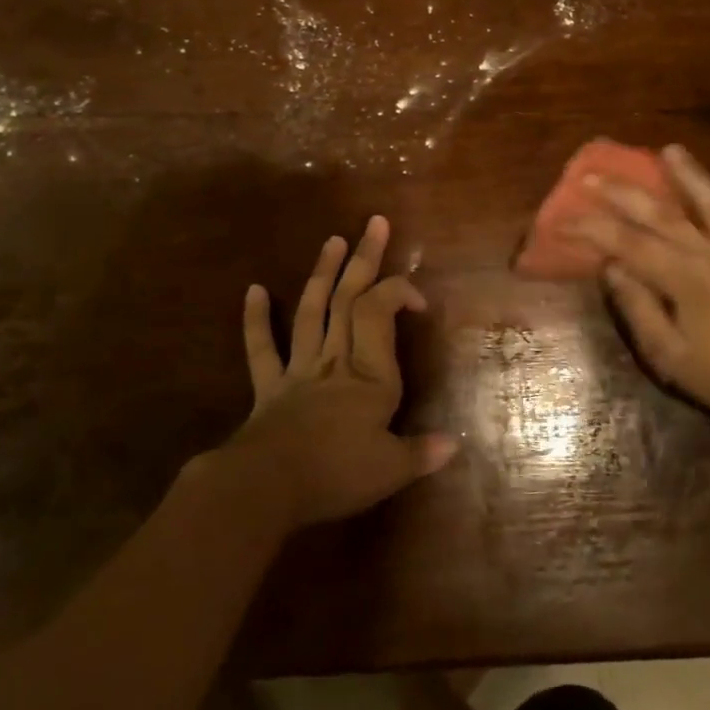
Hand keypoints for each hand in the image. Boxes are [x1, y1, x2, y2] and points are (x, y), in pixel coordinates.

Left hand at [217, 216, 456, 530]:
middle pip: (349, 299)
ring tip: (333, 240)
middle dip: (365, 259)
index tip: (418, 300)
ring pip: (312, 311)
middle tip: (375, 222)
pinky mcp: (269, 386)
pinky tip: (254, 289)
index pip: (381, 312)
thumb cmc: (335, 475)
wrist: (266, 487)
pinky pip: (262, 348)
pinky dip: (256, 319)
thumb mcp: (390, 470)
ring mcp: (299, 369)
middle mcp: (336, 360)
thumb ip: (422, 453)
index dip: (399, 292)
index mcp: (370, 375)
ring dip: (323, 274)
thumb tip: (455, 444)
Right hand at [569, 145, 709, 436]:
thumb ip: (638, 308)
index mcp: (684, 280)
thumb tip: (610, 266)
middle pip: (662, 215)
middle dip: (623, 194)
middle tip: (592, 176)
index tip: (562, 220)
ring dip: (691, 177)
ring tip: (670, 150)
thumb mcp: (668, 356)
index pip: (628, 244)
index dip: (591, 229)